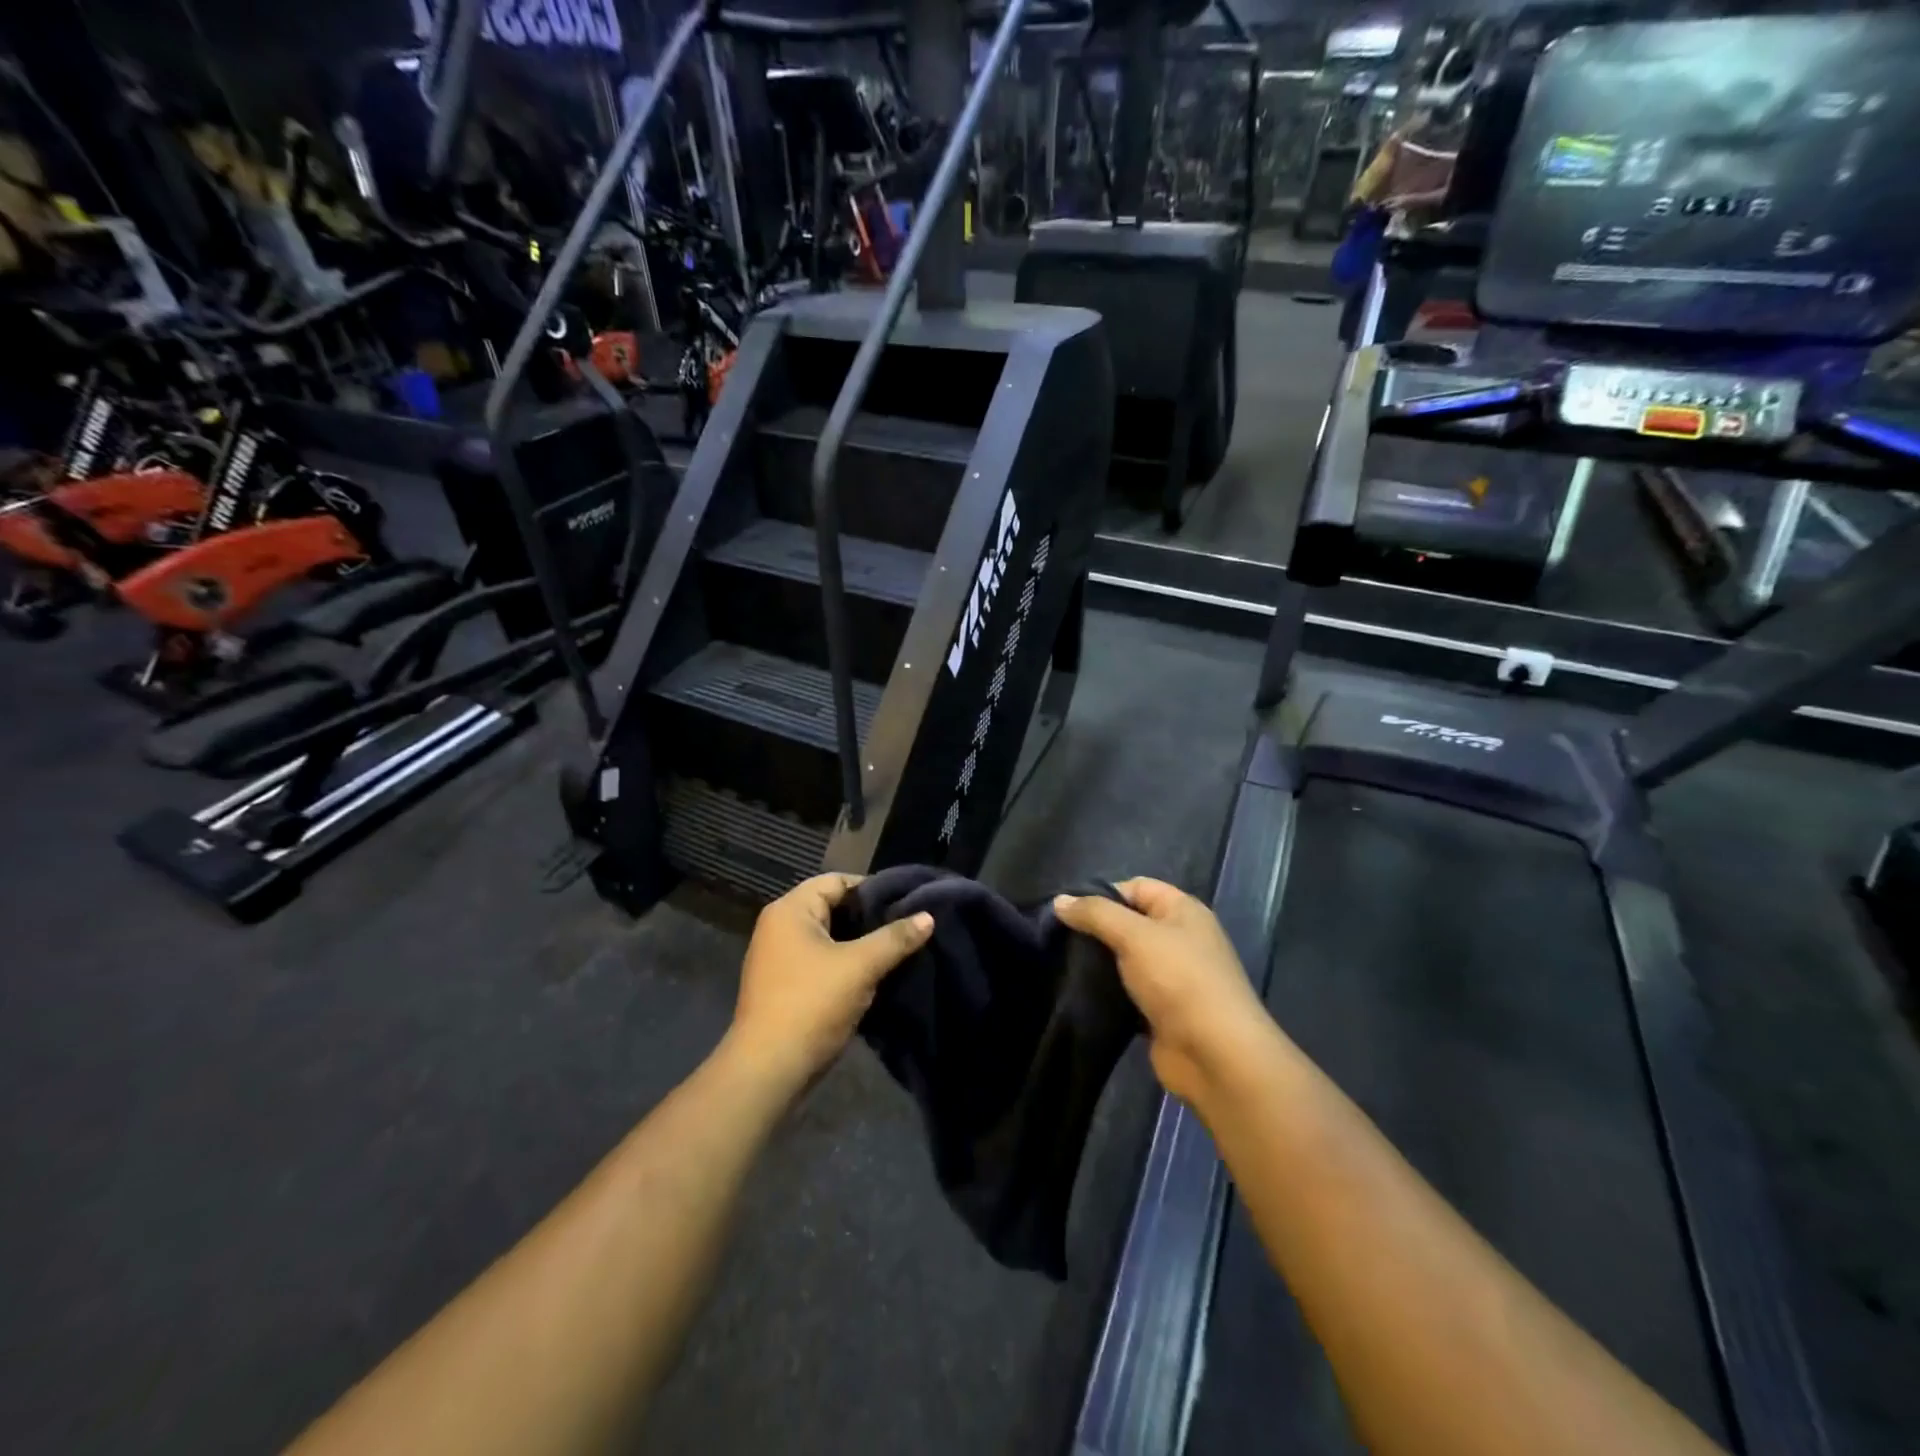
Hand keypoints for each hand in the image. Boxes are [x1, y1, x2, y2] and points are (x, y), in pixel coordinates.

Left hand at [728, 873, 932, 1091]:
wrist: (768, 1071)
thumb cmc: (811, 1005)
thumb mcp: (860, 967)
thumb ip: (895, 938)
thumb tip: (928, 916)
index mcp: (790, 910)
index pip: (837, 881)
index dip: (872, 889)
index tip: (906, 903)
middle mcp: (779, 927)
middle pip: (833, 908)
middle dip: (869, 918)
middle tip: (906, 927)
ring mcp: (778, 958)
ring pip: (829, 938)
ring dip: (860, 944)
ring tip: (897, 951)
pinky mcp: (784, 986)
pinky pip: (821, 962)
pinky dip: (845, 965)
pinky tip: (874, 976)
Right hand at [1054, 878, 1269, 1104]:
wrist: (1215, 1055)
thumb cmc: (1179, 980)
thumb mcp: (1134, 936)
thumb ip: (1095, 914)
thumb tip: (1059, 900)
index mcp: (1183, 911)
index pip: (1136, 887)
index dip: (1102, 894)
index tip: (1067, 912)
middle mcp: (1181, 939)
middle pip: (1130, 923)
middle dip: (1096, 930)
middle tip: (1059, 939)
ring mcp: (1173, 978)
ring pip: (1126, 960)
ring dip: (1099, 964)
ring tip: (1063, 965)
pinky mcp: (1163, 1012)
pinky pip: (1128, 993)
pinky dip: (1108, 993)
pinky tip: (1080, 994)